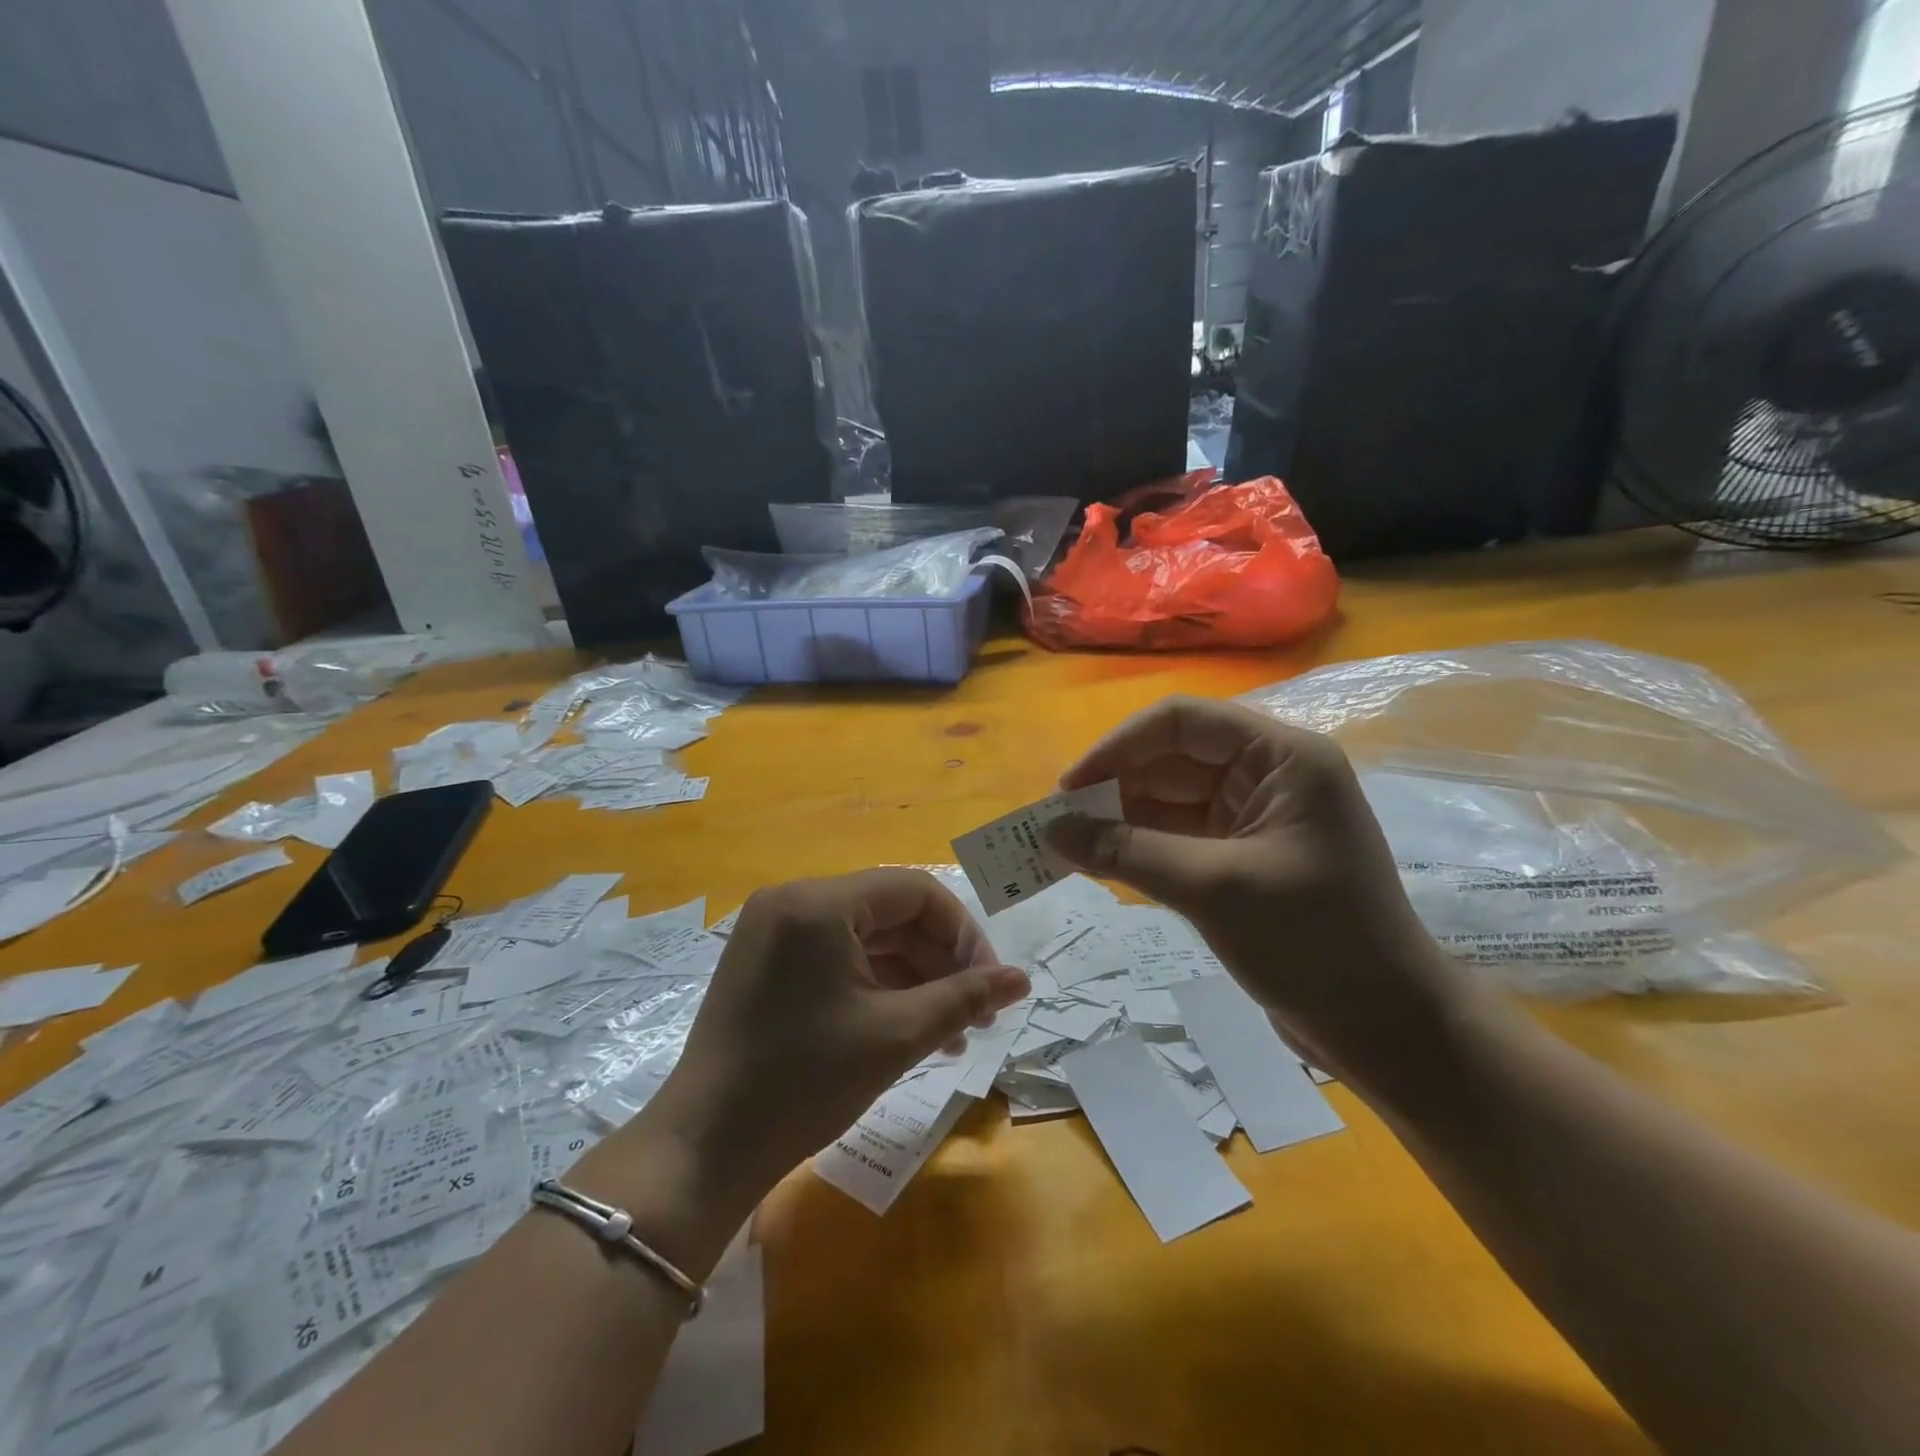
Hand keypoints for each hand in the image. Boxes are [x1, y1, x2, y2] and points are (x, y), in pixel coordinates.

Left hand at [641, 870, 1028, 1204]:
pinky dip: (875, 984)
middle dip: (939, 961)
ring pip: (866, 936)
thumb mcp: (896, 1036)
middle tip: (977, 1015)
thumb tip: (1021, 979)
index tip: (991, 984)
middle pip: (890, 912)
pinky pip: (836, 955)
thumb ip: (964, 998)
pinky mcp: (766, 959)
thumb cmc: (804, 1084)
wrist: (704, 1148)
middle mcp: (794, 899)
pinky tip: (907, 1026)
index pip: (916, 892)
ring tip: (951, 1033)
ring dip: (912, 977)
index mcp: (820, 903)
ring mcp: (774, 929)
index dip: (963, 934)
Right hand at [1045, 696, 1469, 1085]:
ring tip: (1066, 846)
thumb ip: (1127, 852)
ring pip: (1169, 800)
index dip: (1118, 746)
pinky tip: (1101, 865)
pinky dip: (1140, 848)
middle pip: (1171, 760)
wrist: (1388, 1030)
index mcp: (1280, 757)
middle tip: (1057, 825)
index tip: (1068, 788)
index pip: (1181, 723)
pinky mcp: (1243, 859)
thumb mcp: (1213, 889)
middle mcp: (1267, 775)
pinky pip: (1178, 837)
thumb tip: (1051, 830)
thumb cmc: (1314, 943)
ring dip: (1120, 820)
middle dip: (1113, 787)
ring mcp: (1254, 819)